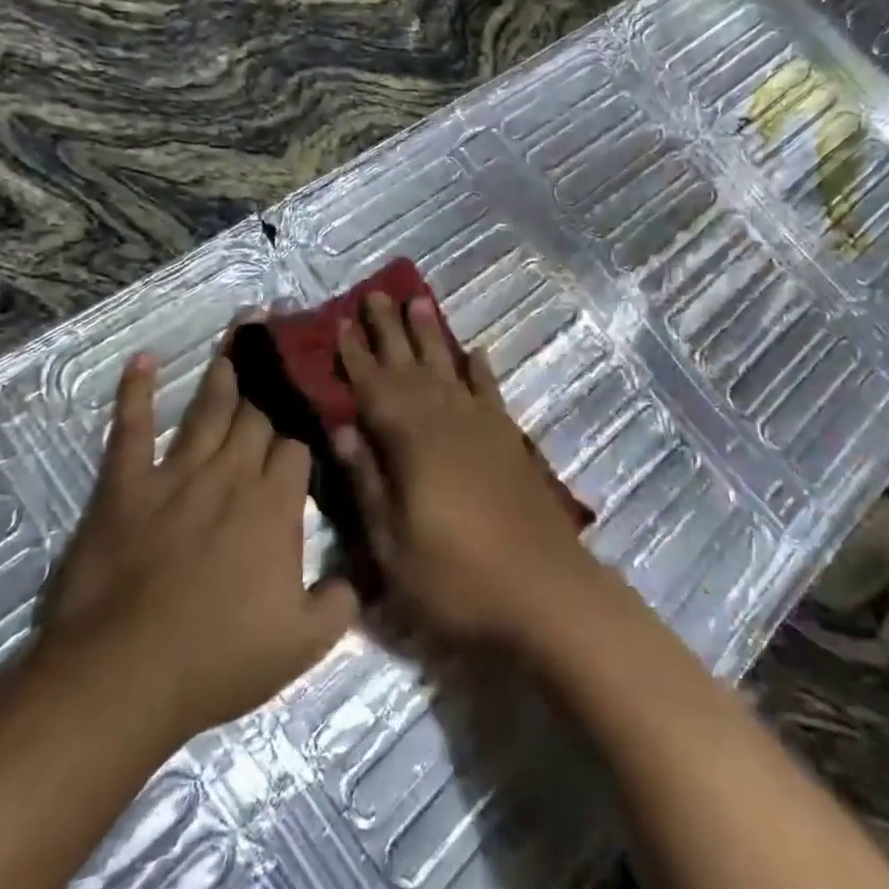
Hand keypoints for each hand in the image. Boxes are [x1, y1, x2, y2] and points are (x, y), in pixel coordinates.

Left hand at [35, 344, 356, 750]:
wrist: (122, 677)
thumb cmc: (218, 660)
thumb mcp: (302, 644)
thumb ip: (341, 603)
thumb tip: (362, 576)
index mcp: (275, 505)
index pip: (297, 446)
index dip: (306, 425)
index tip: (314, 402)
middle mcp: (231, 475)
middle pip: (258, 415)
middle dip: (275, 376)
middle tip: (286, 332)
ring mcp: (176, 475)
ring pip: (208, 410)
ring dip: (226, 370)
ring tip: (241, 330)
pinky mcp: (125, 486)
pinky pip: (131, 429)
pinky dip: (136, 393)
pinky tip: (143, 361)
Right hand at [333, 293, 598, 650]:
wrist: (547, 594)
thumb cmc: (457, 580)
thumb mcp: (392, 547)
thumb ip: (367, 483)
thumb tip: (343, 429)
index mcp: (412, 442)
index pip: (373, 388)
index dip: (355, 356)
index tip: (340, 322)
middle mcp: (447, 421)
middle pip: (411, 365)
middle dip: (390, 330)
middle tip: (375, 293)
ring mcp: (483, 427)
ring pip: (449, 368)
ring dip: (431, 336)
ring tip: (419, 301)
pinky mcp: (509, 441)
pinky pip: (490, 391)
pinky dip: (479, 370)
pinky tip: (474, 352)